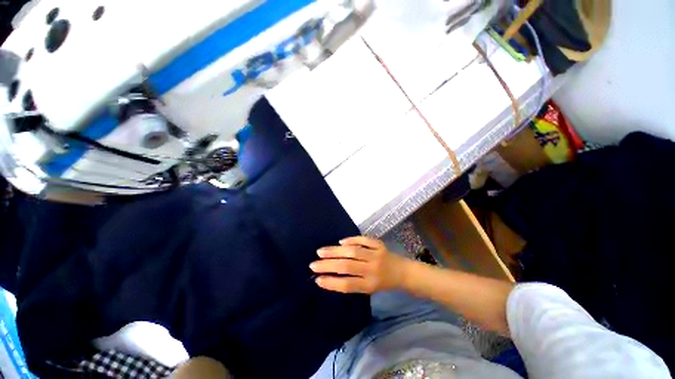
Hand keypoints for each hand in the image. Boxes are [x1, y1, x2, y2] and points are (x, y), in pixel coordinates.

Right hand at [310, 236, 408, 293]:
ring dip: (335, 251)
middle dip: (328, 265)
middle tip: (313, 264)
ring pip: (353, 251)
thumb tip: (330, 275)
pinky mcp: (379, 244)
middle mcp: (372, 269)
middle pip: (347, 266)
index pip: (347, 284)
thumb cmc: (382, 283)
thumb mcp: (368, 289)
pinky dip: (352, 239)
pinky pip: (364, 240)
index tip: (317, 279)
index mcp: (370, 284)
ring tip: (321, 251)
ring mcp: (376, 255)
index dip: (331, 283)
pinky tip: (341, 241)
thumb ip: (352, 282)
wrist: (402, 272)